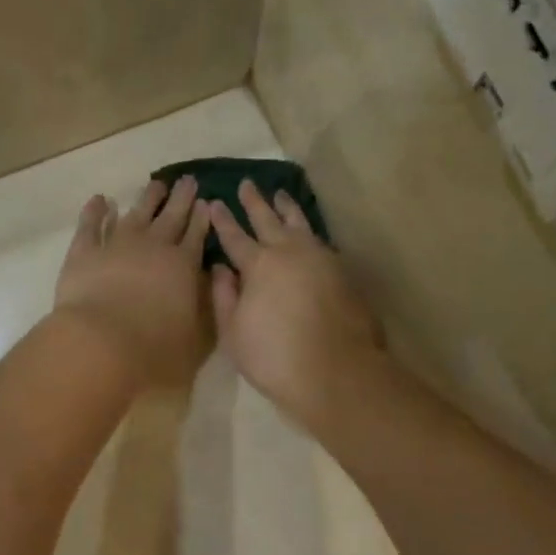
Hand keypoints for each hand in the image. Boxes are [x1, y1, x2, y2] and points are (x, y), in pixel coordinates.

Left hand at [53, 176, 211, 385]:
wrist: (101, 343)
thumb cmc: (155, 348)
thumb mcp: (197, 336)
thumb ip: (205, 308)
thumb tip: (209, 284)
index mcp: (183, 266)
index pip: (196, 235)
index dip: (202, 218)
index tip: (206, 201)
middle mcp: (153, 247)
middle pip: (171, 216)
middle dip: (181, 198)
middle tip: (187, 179)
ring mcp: (117, 245)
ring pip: (136, 214)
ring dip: (147, 198)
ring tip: (156, 184)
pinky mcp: (84, 252)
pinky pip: (90, 225)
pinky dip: (95, 211)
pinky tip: (100, 200)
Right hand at [209, 181, 385, 427]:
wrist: (336, 371)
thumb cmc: (274, 356)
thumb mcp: (234, 333)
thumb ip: (225, 296)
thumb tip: (220, 268)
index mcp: (259, 265)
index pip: (234, 236)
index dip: (222, 219)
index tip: (213, 201)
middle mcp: (289, 252)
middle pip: (268, 219)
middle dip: (255, 201)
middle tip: (247, 183)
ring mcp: (320, 258)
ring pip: (299, 223)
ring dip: (287, 207)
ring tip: (280, 193)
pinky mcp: (342, 271)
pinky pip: (319, 240)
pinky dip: (308, 229)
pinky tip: (307, 231)